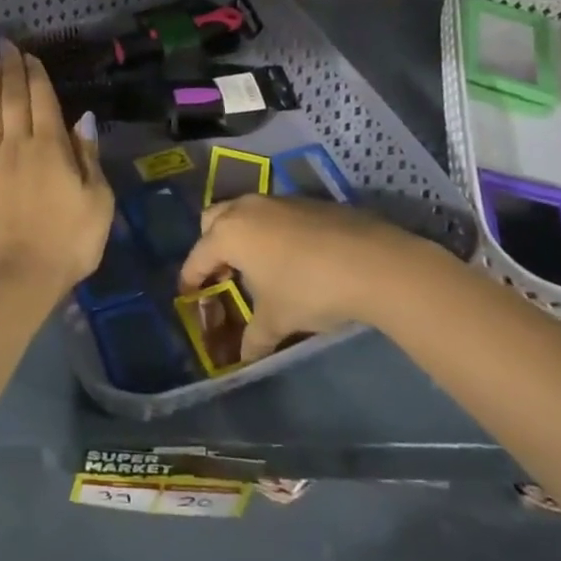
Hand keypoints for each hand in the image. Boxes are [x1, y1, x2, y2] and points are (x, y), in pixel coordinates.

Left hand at [0, 40, 113, 294]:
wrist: (14, 276)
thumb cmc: (66, 242)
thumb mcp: (97, 202)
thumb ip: (89, 157)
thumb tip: (83, 118)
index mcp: (51, 148)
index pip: (43, 100)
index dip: (36, 74)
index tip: (29, 55)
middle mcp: (16, 144)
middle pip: (12, 97)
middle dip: (9, 68)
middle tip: (3, 44)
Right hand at [179, 196, 413, 362]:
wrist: (372, 261)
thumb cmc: (309, 289)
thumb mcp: (277, 320)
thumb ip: (254, 338)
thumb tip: (243, 359)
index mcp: (229, 233)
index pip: (198, 256)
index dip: (190, 278)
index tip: (188, 293)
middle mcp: (246, 209)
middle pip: (213, 220)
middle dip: (211, 244)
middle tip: (222, 273)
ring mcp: (277, 200)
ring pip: (245, 212)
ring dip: (243, 235)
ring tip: (257, 265)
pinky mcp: (307, 201)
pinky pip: (275, 214)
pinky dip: (272, 231)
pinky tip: (292, 257)